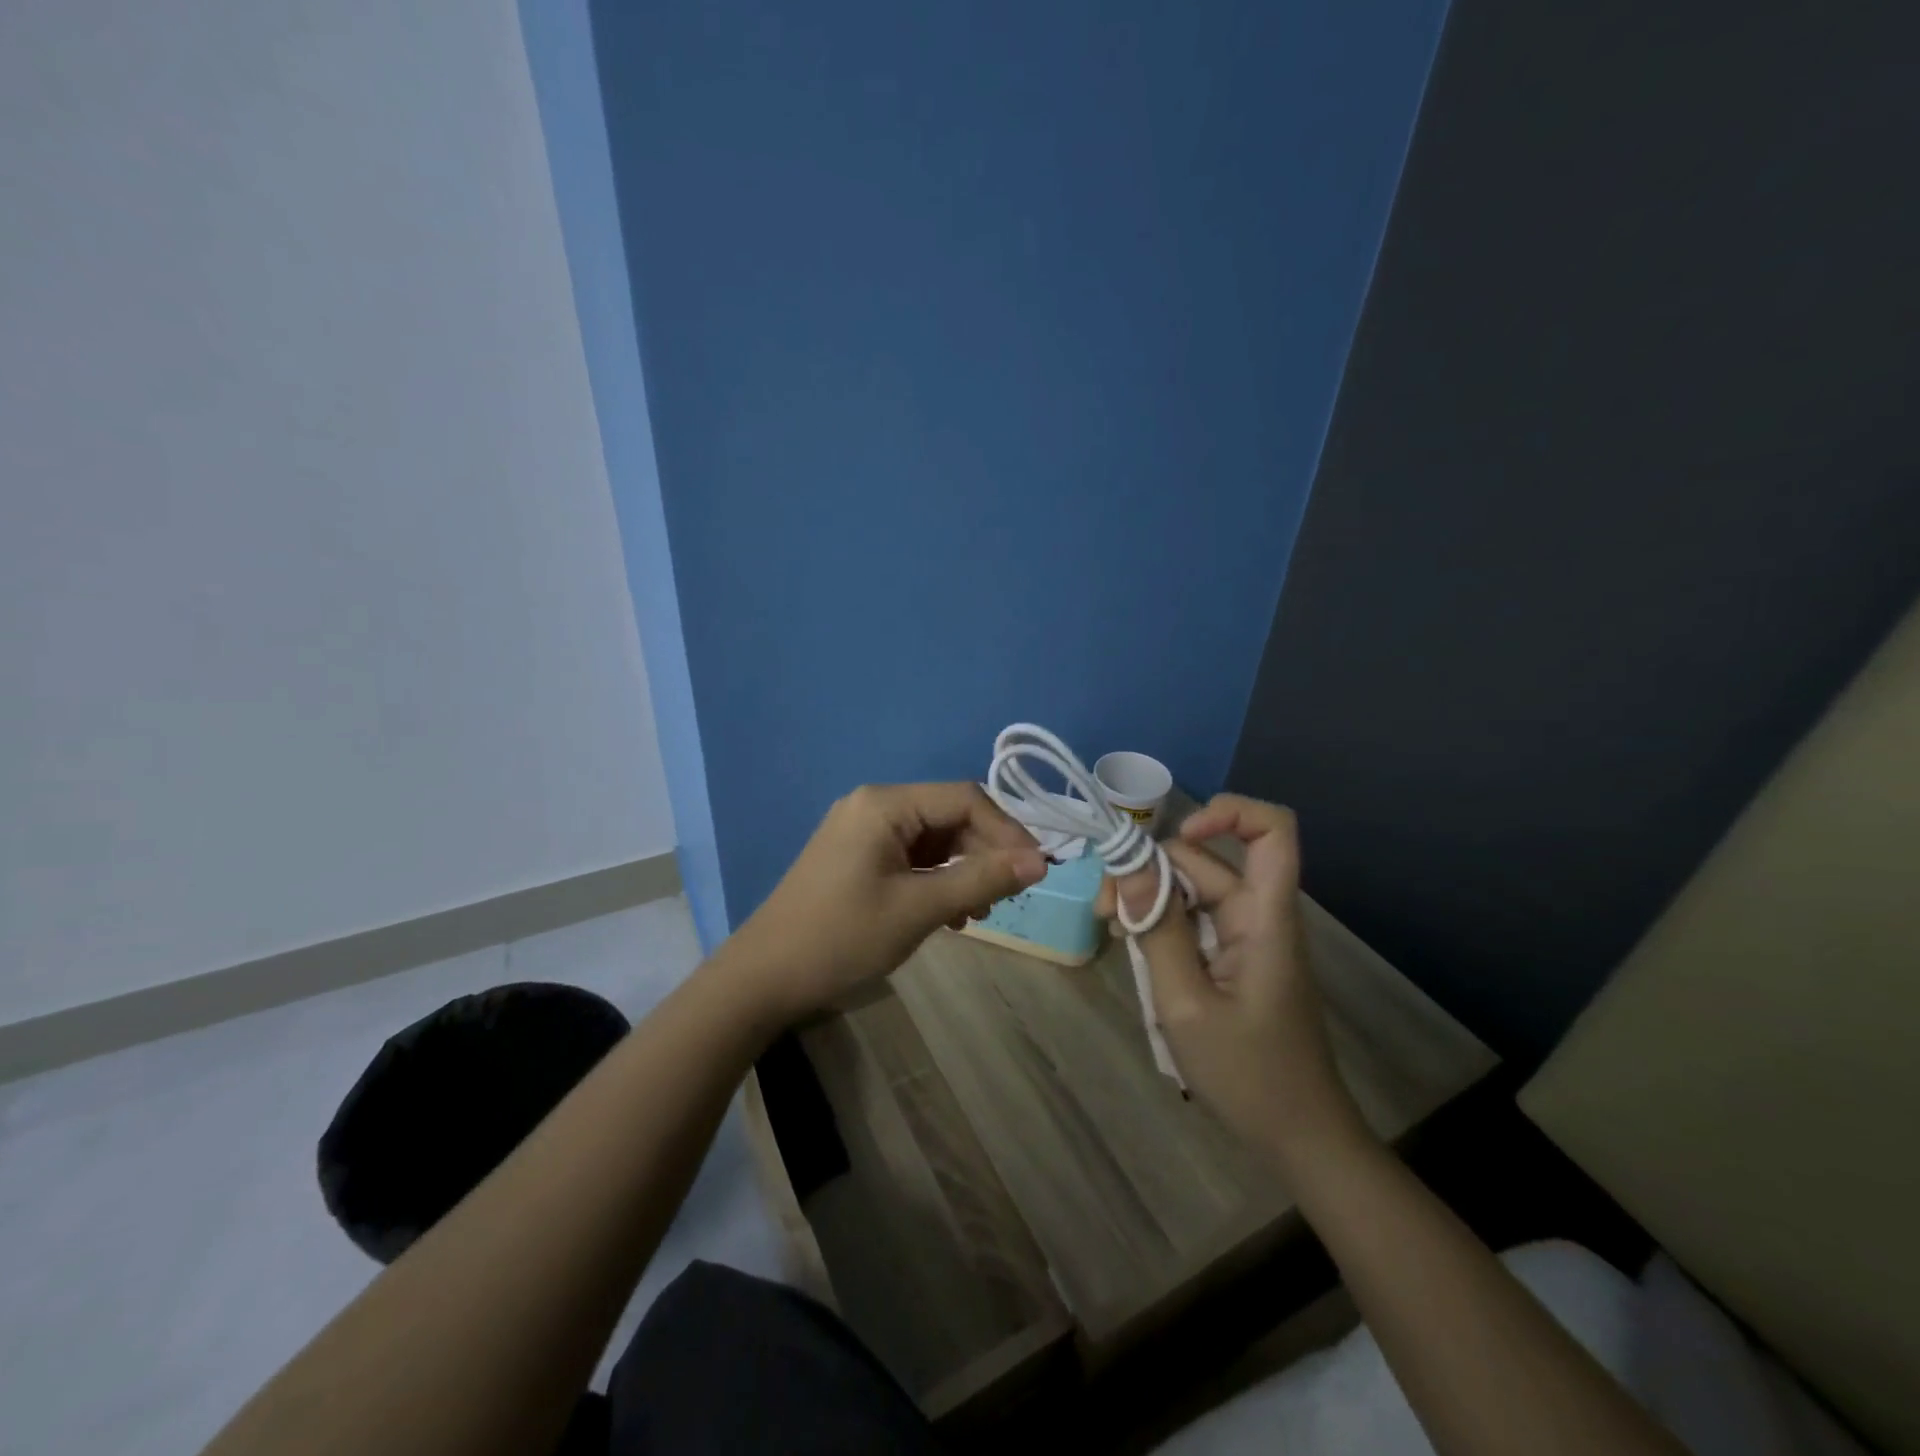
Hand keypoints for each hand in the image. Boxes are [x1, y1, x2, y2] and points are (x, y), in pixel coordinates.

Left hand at [724, 782, 1046, 1023]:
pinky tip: (950, 914)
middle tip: (1007, 897)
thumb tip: (1040, 862)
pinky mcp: (856, 857)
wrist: (763, 979)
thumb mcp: (918, 910)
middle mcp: (873, 806)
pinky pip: (911, 857)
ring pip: (933, 839)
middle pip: (949, 816)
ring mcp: (862, 831)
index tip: (1035, 871)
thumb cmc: (841, 939)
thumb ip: (981, 880)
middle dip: (984, 853)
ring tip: (980, 912)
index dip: (1006, 832)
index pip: (964, 799)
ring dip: (963, 870)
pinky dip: (936, 880)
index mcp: (884, 804)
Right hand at [1096, 794, 1365, 1164]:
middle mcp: (1259, 915)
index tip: (1176, 838)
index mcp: (1265, 918)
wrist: (1298, 1138)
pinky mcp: (1234, 956)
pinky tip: (1133, 945)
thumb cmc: (1248, 1075)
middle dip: (1150, 871)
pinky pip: (1194, 919)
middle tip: (1106, 911)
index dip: (1227, 813)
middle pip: (1206, 860)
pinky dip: (1161, 923)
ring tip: (1112, 930)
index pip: (1272, 831)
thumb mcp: (1186, 1003)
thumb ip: (1157, 930)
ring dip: (1149, 899)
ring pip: (1193, 889)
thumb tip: (1128, 864)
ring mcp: (1247, 936)